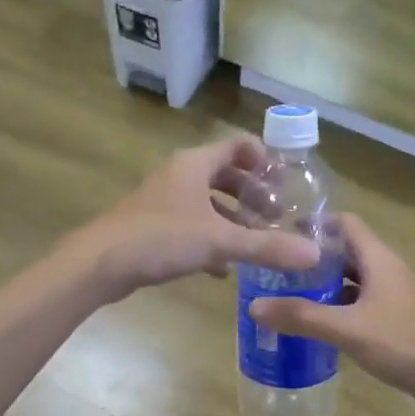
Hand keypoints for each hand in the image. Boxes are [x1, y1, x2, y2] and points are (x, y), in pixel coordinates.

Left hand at [78, 137, 320, 299]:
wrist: (99, 263)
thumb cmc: (161, 238)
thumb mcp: (220, 241)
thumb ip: (266, 247)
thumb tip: (314, 254)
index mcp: (195, 165)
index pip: (238, 146)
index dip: (265, 161)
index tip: (285, 185)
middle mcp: (180, 175)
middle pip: (225, 175)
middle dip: (253, 195)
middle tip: (277, 217)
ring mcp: (164, 201)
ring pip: (208, 203)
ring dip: (234, 219)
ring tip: (257, 242)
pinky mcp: (153, 226)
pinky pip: (192, 225)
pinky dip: (211, 240)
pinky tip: (223, 269)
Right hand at [249, 214, 414, 415]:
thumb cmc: (406, 344)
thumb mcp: (348, 329)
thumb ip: (302, 317)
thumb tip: (254, 305)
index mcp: (380, 259)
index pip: (345, 223)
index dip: (314, 224)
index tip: (281, 234)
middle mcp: (389, 271)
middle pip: (348, 253)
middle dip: (314, 259)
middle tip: (277, 271)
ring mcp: (397, 298)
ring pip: (356, 282)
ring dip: (327, 287)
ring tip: (290, 298)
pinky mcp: (401, 322)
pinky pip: (364, 306)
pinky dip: (342, 310)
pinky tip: (321, 328)